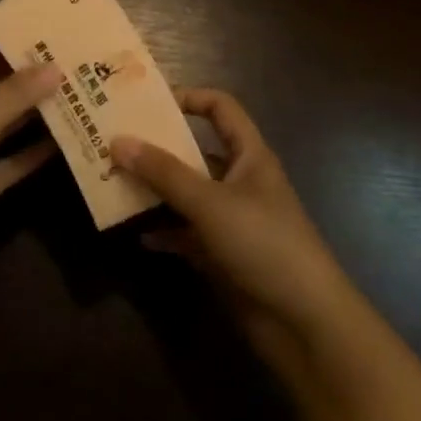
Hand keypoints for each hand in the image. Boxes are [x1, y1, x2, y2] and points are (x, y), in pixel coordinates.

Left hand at [0, 47, 59, 300]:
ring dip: (34, 115)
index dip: (11, 46)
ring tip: (79, 97)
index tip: (54, 35)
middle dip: (29, 80)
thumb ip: (12, 96)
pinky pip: (6, 164)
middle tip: (76, 64)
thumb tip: (56, 68)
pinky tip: (66, 143)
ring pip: (2, 126)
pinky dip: (31, 155)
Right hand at [113, 89, 356, 372]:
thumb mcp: (209, 202)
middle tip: (116, 144)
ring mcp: (233, 220)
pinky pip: (187, 234)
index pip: (220, 108)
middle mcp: (240, 181)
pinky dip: (165, 232)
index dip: (189, 98)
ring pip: (188, 195)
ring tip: (115, 184)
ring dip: (156, 191)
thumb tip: (118, 141)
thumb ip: (163, 172)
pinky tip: (137, 234)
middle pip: (196, 152)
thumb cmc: (263, 243)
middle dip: (159, 149)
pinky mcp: (225, 257)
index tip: (148, 103)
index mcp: (249, 155)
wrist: (305, 323)